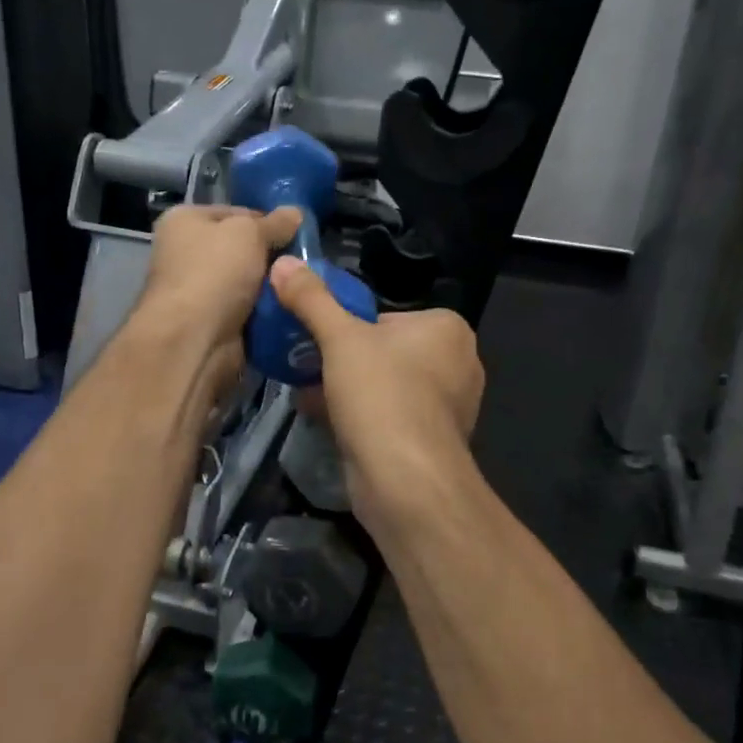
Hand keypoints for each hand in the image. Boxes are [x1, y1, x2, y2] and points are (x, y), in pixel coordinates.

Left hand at [130, 204, 301, 396]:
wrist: (193, 339)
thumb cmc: (214, 272)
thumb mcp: (249, 233)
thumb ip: (275, 223)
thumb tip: (296, 212)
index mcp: (185, 221)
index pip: (236, 213)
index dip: (268, 221)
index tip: (298, 233)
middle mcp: (187, 253)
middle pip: (243, 249)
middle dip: (274, 257)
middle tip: (304, 263)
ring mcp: (199, 291)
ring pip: (250, 282)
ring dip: (274, 286)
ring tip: (304, 286)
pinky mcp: (213, 323)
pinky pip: (250, 311)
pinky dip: (267, 312)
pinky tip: (292, 309)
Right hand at [268, 257, 483, 529]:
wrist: (405, 480)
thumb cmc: (380, 394)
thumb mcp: (340, 338)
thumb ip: (312, 299)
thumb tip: (283, 262)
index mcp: (448, 328)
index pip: (387, 316)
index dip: (348, 327)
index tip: (318, 340)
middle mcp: (459, 363)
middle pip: (385, 351)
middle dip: (343, 360)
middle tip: (306, 366)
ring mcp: (449, 406)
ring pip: (386, 386)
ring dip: (347, 389)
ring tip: (308, 393)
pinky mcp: (433, 441)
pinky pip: (390, 416)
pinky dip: (360, 416)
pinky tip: (325, 421)